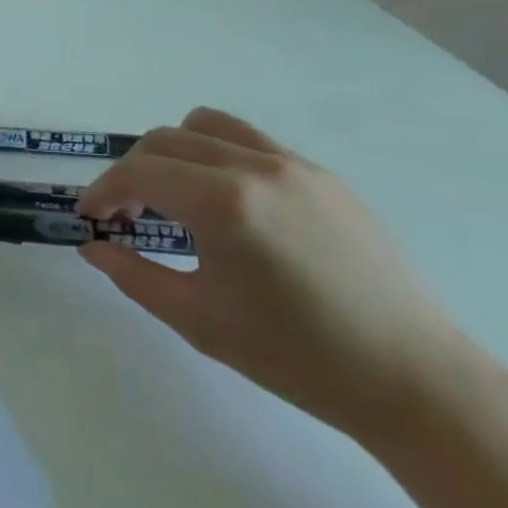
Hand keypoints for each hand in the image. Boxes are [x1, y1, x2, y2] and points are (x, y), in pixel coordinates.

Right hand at [75, 107, 477, 439]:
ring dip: (173, 152)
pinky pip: (250, 142)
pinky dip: (217, 155)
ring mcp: (295, 166)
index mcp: (223, 203)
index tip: (91, 216)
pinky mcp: (324, 177)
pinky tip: (226, 204)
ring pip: (207, 125)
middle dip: (132, 171)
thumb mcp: (199, 320)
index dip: (103, 190)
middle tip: (126, 213)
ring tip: (174, 196)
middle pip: (165, 140)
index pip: (139, 172)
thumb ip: (134, 275)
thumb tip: (93, 247)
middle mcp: (256, 167)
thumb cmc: (298, 357)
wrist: (416, 381)